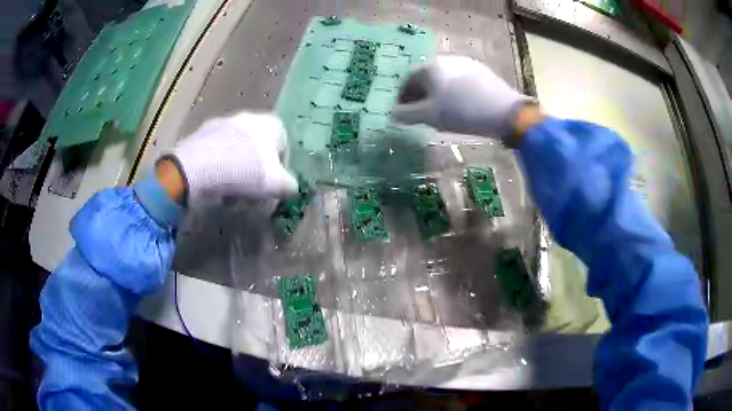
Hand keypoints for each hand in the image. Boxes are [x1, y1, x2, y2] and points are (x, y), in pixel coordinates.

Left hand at [160, 112, 297, 203]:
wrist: (199, 166)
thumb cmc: (245, 172)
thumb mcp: (277, 185)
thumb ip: (290, 186)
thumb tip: (291, 187)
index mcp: (272, 124)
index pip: (284, 151)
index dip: (279, 174)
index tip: (269, 191)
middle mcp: (250, 117)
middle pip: (258, 151)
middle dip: (255, 174)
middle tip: (250, 195)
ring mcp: (224, 122)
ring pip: (237, 152)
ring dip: (237, 173)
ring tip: (229, 194)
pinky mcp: (203, 132)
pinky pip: (217, 152)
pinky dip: (218, 167)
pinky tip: (213, 184)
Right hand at [391, 56, 532, 138]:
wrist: (505, 112)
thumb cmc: (462, 112)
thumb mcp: (430, 116)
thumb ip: (407, 115)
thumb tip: (392, 115)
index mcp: (430, 68)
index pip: (408, 81)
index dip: (402, 98)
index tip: (403, 113)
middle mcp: (446, 60)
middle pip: (426, 79)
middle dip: (420, 96)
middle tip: (422, 114)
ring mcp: (466, 64)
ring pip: (444, 80)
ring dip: (437, 94)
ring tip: (442, 112)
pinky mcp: (482, 71)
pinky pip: (460, 81)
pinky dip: (454, 92)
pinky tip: (461, 106)